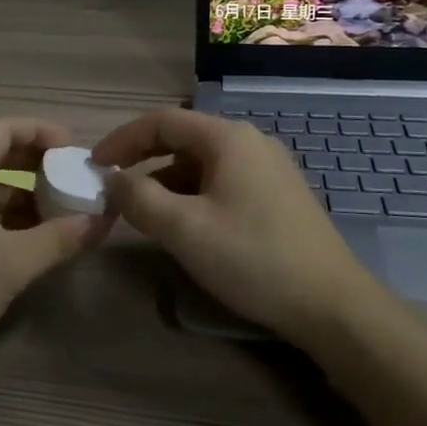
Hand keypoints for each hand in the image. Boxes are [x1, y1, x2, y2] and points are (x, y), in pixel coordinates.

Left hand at [0, 118, 113, 369]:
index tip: (72, 149)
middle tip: (65, 180)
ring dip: (13, 195)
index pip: (3, 128)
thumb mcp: (14, 263)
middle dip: (31, 164)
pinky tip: (11, 244)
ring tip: (47, 218)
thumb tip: (101, 220)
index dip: (41, 131)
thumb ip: (60, 238)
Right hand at [92, 107, 373, 345]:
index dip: (122, 139)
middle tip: (114, 187)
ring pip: (203, 163)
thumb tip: (112, 179)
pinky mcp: (278, 194)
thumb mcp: (185, 229)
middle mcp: (250, 142)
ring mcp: (269, 168)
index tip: (94, 165)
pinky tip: (185, 223)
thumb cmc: (253, 258)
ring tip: (143, 211)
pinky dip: (193, 194)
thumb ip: (140, 198)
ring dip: (167, 180)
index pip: (162, 121)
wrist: (332, 304)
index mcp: (228, 138)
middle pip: (183, 138)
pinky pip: (223, 181)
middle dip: (143, 159)